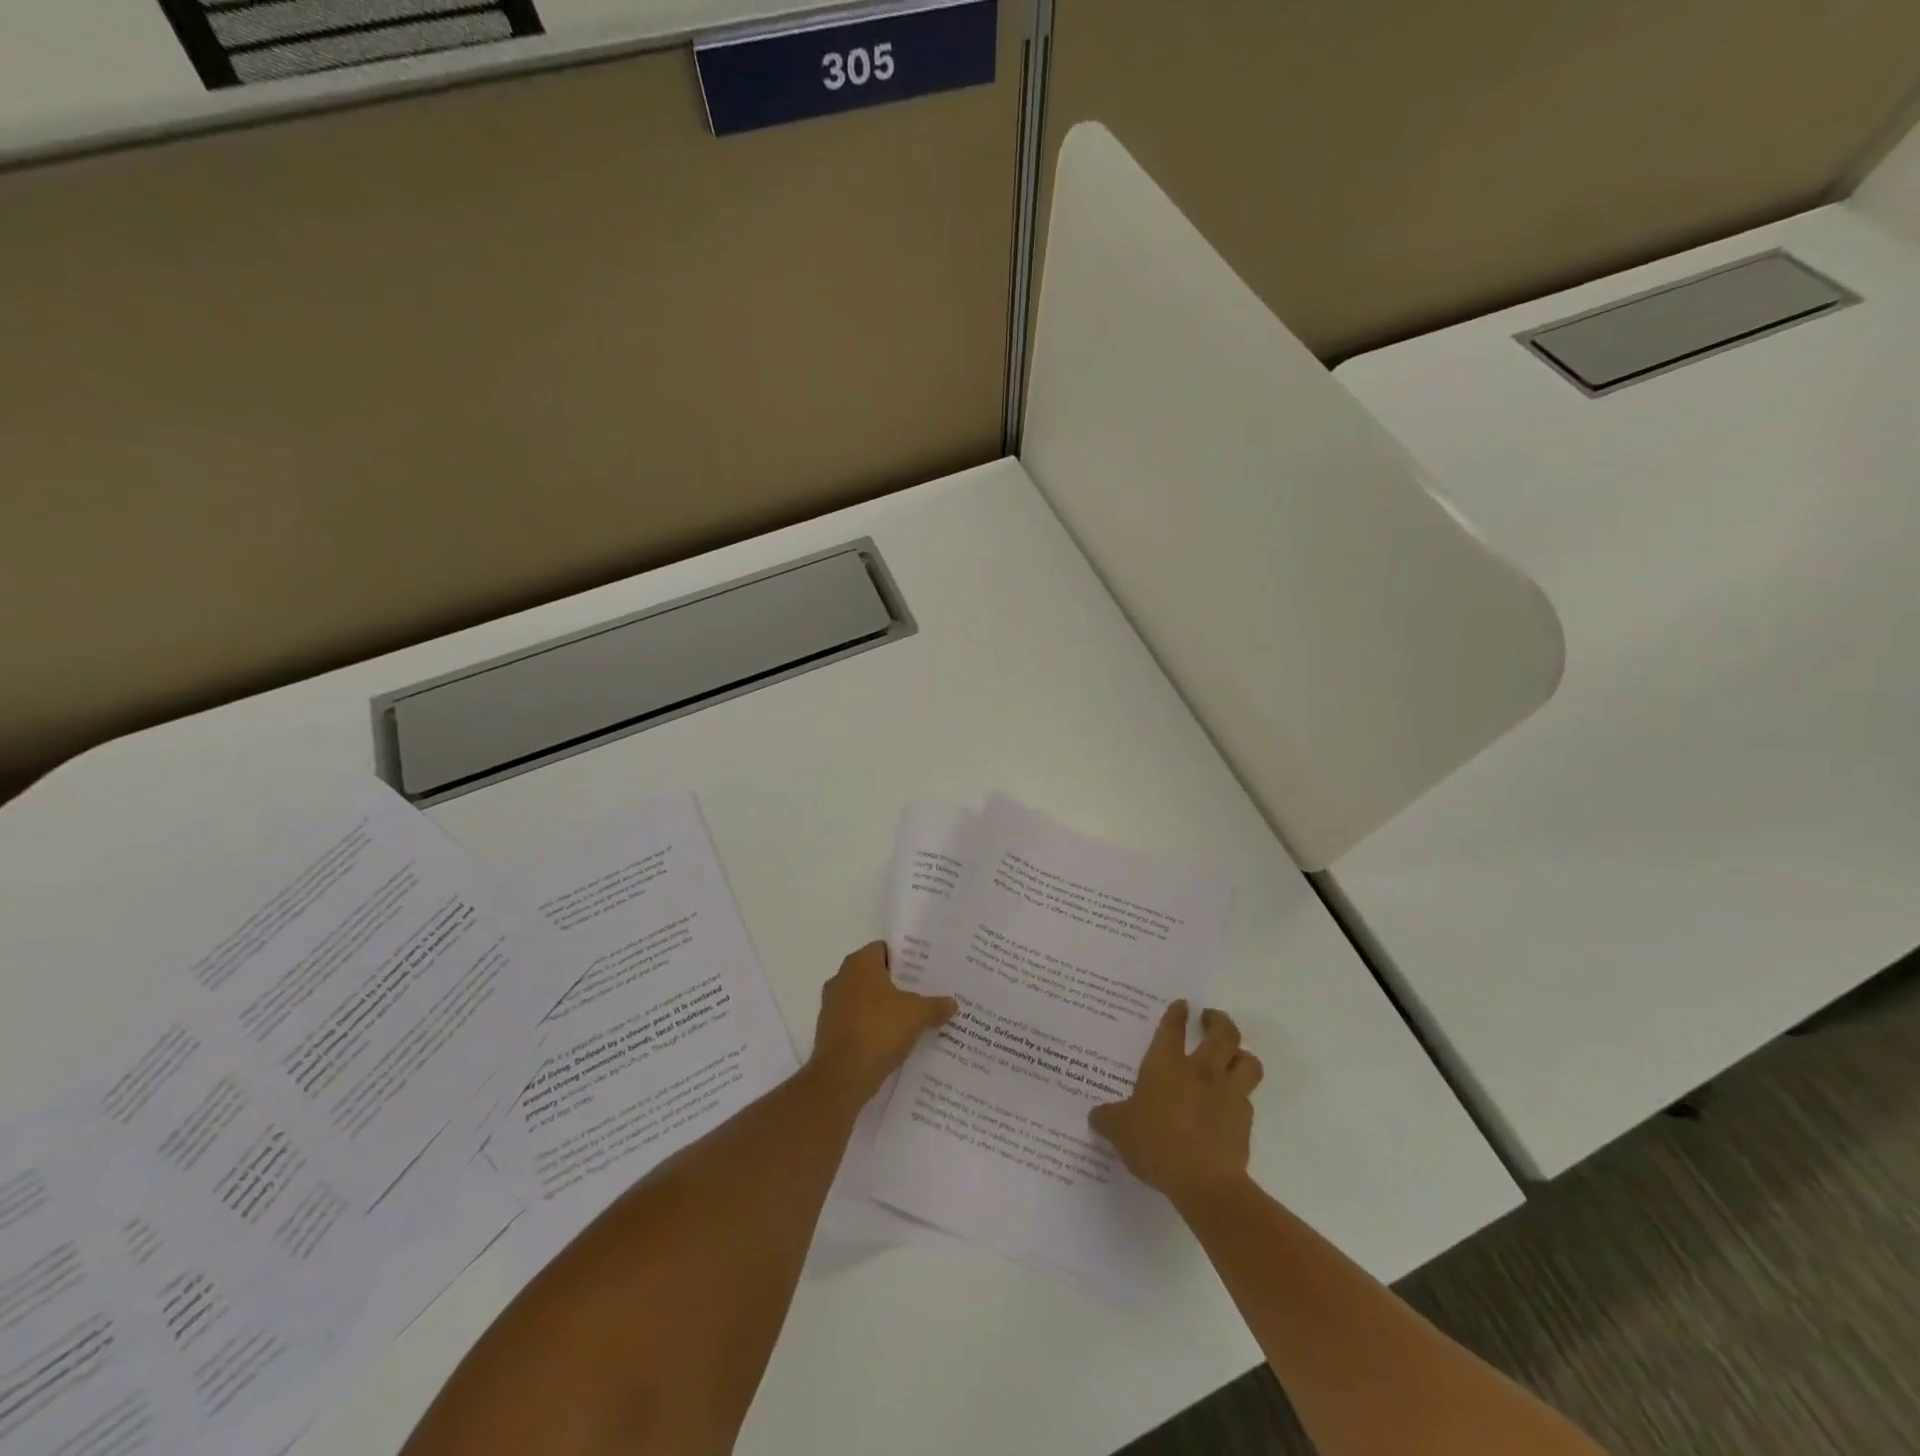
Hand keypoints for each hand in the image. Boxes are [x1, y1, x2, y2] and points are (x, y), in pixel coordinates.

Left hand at [809, 942, 956, 1104]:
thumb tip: (952, 1003)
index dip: (905, 958)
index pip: (884, 949)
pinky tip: (892, 1039)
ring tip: (912, 1017)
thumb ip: (936, 1006)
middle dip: (897, 983)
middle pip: (874, 974)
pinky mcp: (828, 1031)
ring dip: (884, 1007)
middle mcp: (841, 978)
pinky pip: (856, 1021)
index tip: (924, 969)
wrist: (841, 1077)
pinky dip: (872, 1026)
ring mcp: (832, 1005)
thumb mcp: (917, 1015)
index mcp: (860, 964)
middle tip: (924, 992)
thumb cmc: (879, 1030)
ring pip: (865, 999)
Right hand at [1089, 1001, 1263, 1208]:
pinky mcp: (1244, 1120)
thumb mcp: (1120, 1131)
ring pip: (1247, 1061)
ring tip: (1232, 1056)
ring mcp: (1228, 1094)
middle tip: (1210, 1019)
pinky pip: (1247, 1098)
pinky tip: (1229, 1104)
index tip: (1182, 1004)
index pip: (1173, 1028)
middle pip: (1223, 1033)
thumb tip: (1096, 1115)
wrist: (1205, 1183)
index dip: (1177, 1013)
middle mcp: (1201, 1071)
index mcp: (1166, 1065)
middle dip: (1219, 1021)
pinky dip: (1241, 1096)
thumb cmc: (1156, 1144)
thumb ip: (1108, 1119)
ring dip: (1241, 1055)